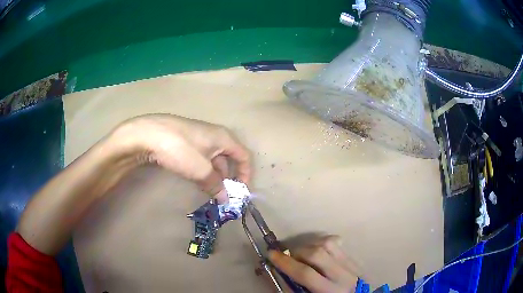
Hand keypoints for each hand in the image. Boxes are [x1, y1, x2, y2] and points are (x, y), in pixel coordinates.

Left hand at [110, 114, 250, 201]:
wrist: (149, 134)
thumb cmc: (181, 149)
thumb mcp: (201, 170)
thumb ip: (216, 185)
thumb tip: (225, 199)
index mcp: (224, 137)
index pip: (244, 155)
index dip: (246, 173)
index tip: (241, 191)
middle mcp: (214, 135)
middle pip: (228, 158)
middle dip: (228, 177)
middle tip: (222, 195)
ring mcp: (198, 137)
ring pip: (212, 159)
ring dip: (214, 176)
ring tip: (209, 191)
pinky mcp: (185, 141)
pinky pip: (200, 157)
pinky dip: (202, 170)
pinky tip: (195, 179)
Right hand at [269, 235, 357, 292]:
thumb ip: (295, 289)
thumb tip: (280, 272)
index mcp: (329, 290)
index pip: (306, 274)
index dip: (286, 263)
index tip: (271, 254)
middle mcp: (342, 275)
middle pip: (317, 254)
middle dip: (297, 252)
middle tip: (287, 255)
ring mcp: (349, 264)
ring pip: (328, 244)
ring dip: (309, 245)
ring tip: (301, 253)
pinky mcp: (352, 257)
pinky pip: (336, 242)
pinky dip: (322, 242)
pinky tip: (316, 248)